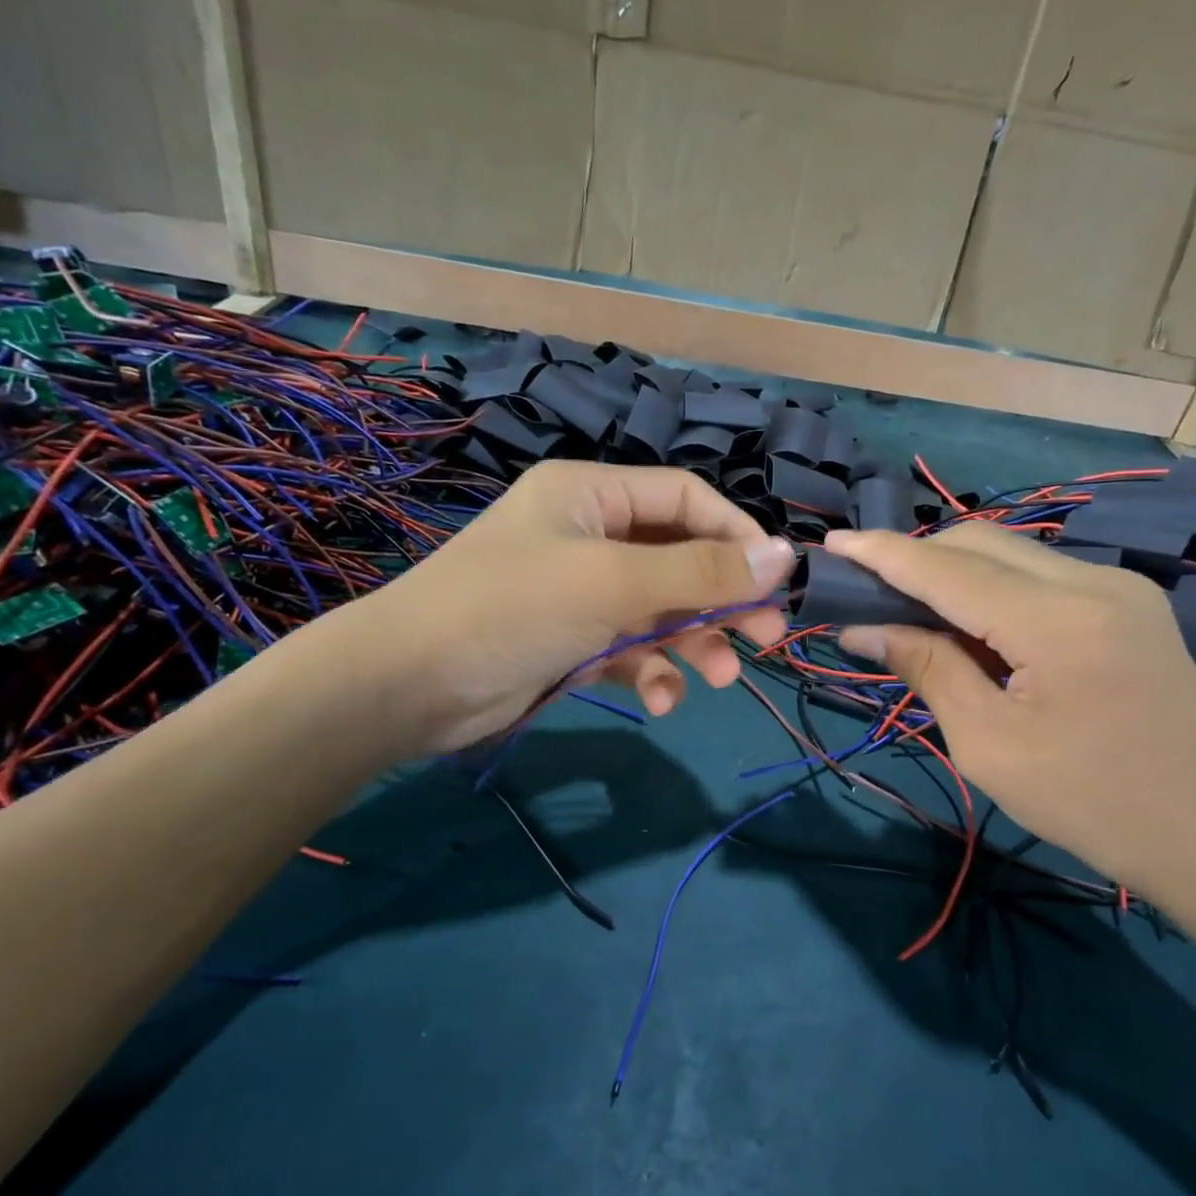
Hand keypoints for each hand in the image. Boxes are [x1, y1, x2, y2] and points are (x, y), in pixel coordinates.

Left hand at [319, 461, 795, 756]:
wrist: (409, 685)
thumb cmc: (512, 608)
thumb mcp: (614, 582)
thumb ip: (701, 572)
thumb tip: (785, 555)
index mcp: (592, 495)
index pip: (686, 500)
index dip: (737, 535)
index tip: (778, 580)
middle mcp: (589, 536)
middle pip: (680, 559)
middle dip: (723, 599)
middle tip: (765, 638)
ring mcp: (581, 593)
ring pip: (661, 611)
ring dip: (693, 644)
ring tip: (719, 678)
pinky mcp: (573, 643)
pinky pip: (630, 650)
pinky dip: (651, 673)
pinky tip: (660, 700)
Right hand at [826, 523, 1195, 907]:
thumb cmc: (1090, 803)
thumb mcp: (989, 745)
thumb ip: (927, 669)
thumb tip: (864, 629)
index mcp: (1056, 619)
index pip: (947, 568)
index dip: (883, 554)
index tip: (830, 546)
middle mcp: (1092, 581)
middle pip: (979, 544)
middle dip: (915, 558)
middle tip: (864, 591)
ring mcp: (1119, 588)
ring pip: (1011, 553)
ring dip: (952, 571)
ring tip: (906, 608)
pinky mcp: (1129, 605)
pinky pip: (1041, 576)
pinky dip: (991, 588)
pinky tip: (968, 623)